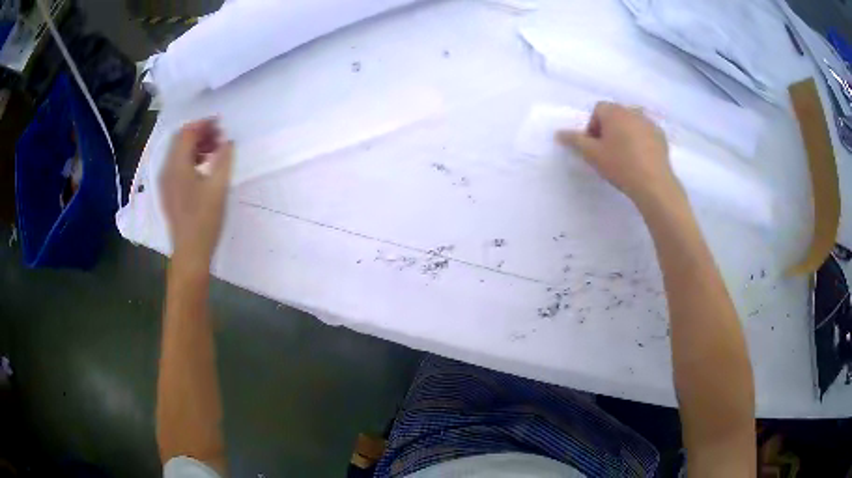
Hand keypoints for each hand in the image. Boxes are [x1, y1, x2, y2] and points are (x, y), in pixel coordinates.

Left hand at [160, 119, 233, 267]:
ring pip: (178, 153)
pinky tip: (203, 167)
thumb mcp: (218, 187)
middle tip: (219, 136)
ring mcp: (166, 182)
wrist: (190, 252)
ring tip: (214, 150)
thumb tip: (228, 141)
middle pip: (180, 141)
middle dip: (199, 133)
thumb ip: (224, 159)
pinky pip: (177, 166)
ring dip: (195, 146)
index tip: (220, 123)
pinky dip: (190, 159)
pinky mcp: (168, 192)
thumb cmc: (204, 219)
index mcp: (177, 165)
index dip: (203, 124)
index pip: (187, 133)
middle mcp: (167, 170)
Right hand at [557, 102, 681, 206]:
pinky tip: (640, 159)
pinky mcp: (661, 136)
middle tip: (608, 152)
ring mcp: (649, 123)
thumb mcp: (592, 154)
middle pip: (615, 115)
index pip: (597, 111)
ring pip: (631, 123)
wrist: (654, 184)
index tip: (595, 147)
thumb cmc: (620, 165)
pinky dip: (641, 141)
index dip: (593, 127)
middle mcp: (632, 111)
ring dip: (625, 134)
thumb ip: (575, 141)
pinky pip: (646, 133)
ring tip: (625, 156)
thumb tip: (558, 133)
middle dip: (609, 129)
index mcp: (614, 111)